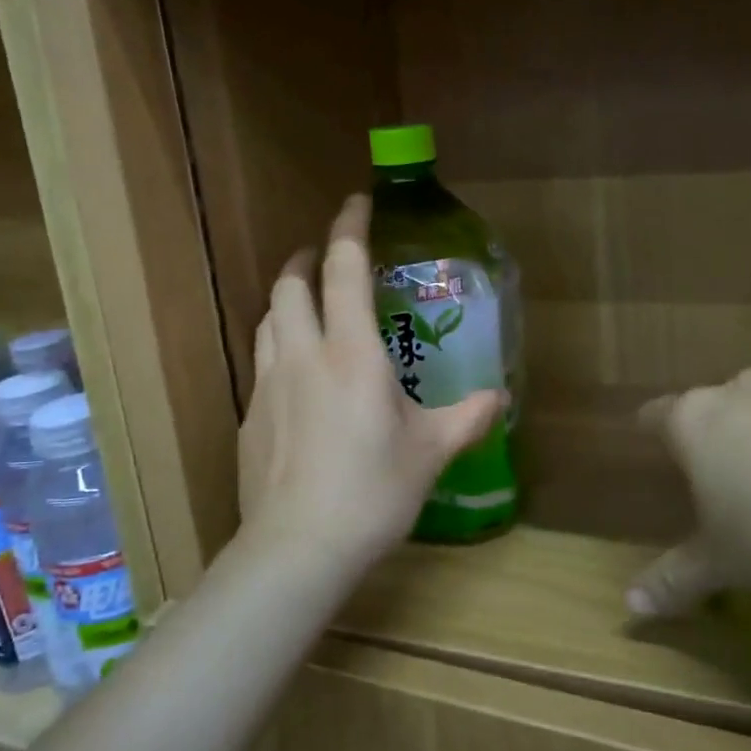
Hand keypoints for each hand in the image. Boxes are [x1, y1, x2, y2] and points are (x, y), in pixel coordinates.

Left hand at [237, 195, 503, 570]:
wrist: (298, 547)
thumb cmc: (372, 491)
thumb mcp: (430, 452)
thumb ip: (467, 417)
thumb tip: (500, 397)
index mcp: (352, 353)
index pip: (344, 269)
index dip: (348, 228)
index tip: (354, 203)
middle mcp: (303, 355)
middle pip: (291, 284)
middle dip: (306, 258)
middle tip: (325, 258)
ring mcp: (268, 384)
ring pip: (267, 319)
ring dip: (287, 300)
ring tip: (307, 307)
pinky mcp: (250, 416)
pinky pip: (261, 362)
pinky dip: (277, 346)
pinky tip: (295, 376)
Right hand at [627, 368, 750, 617]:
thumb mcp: (722, 567)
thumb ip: (673, 579)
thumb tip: (630, 608)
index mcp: (699, 419)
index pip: (659, 415)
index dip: (657, 432)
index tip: (661, 448)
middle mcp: (750, 387)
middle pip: (728, 404)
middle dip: (733, 435)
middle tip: (747, 483)